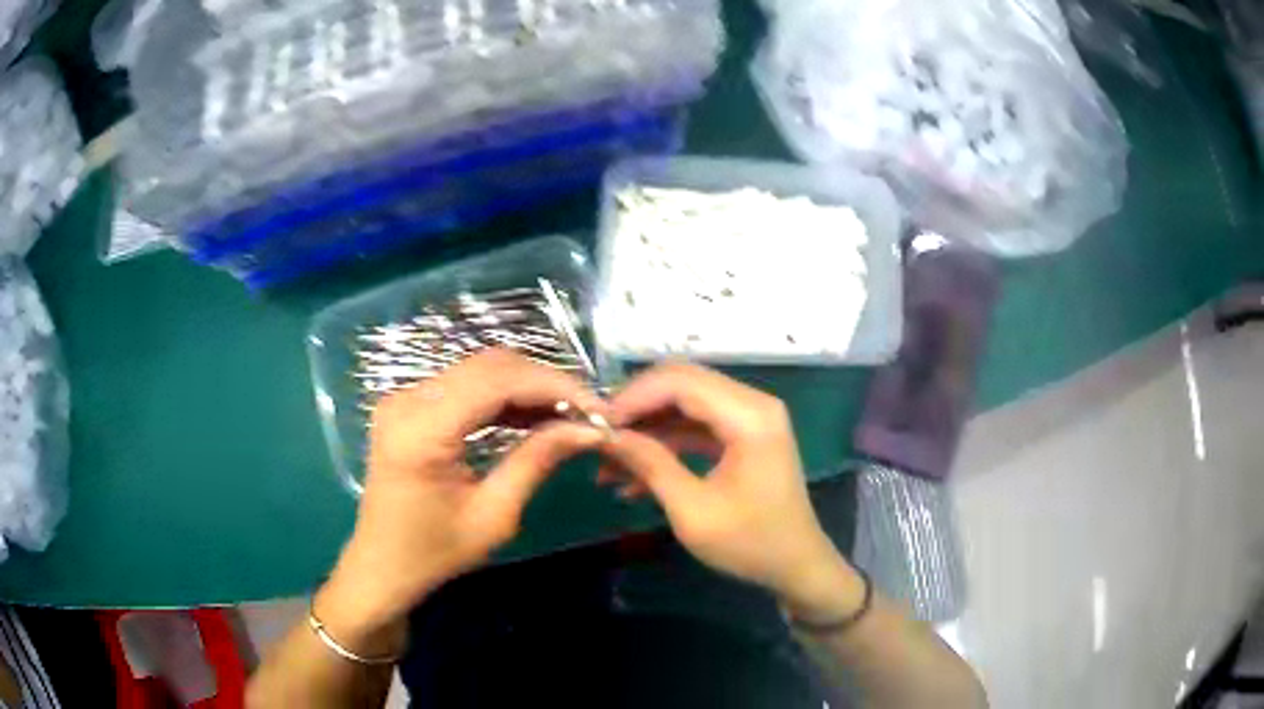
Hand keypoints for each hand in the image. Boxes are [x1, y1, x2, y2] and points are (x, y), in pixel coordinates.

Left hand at [317, 349, 607, 651]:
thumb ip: (536, 461)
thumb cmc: (434, 553)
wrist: (382, 566)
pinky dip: (503, 396)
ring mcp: (404, 398)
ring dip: (526, 386)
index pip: (496, 381)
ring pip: (479, 369)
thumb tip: (589, 429)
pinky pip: (465, 385)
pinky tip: (533, 415)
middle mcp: (406, 400)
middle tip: (587, 412)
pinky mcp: (409, 405)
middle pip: (488, 365)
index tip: (596, 407)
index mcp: (420, 430)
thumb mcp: (493, 515)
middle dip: (544, 383)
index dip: (552, 386)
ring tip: (568, 414)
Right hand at [601, 363, 862, 617]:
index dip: (632, 398)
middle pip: (680, 385)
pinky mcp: (743, 436)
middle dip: (635, 410)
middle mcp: (752, 404)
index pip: (679, 382)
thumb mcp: (693, 510)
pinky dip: (666, 446)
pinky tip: (633, 479)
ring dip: (646, 432)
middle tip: (598, 439)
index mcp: (749, 416)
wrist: (796, 566)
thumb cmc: (750, 543)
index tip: (595, 426)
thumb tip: (605, 435)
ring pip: (684, 406)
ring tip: (606, 467)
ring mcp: (749, 418)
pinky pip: (696, 427)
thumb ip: (650, 464)